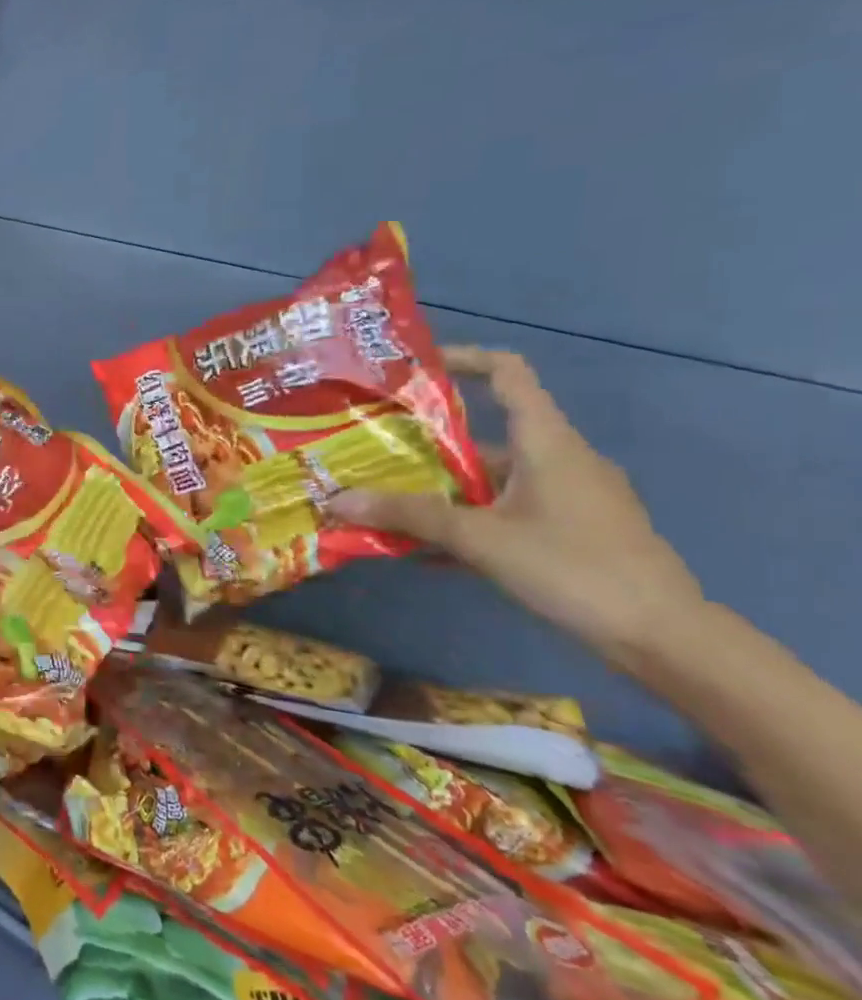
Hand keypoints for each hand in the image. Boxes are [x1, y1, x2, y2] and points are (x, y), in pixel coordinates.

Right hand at [326, 346, 705, 658]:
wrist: (665, 640)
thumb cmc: (574, 568)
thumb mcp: (480, 539)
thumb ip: (408, 516)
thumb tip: (335, 500)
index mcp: (547, 442)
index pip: (507, 373)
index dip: (462, 359)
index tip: (411, 371)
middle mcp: (559, 460)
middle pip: (482, 435)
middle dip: (423, 445)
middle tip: (370, 452)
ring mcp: (567, 498)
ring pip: (489, 480)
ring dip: (438, 490)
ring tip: (383, 503)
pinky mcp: (570, 532)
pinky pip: (503, 512)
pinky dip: (464, 521)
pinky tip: (423, 549)